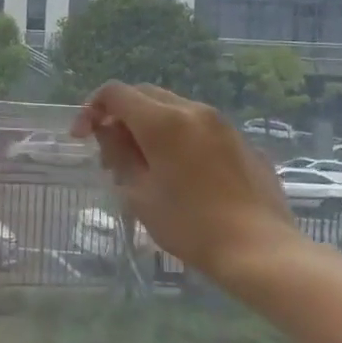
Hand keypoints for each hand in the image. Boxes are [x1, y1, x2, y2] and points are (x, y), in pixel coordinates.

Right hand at [71, 82, 309, 286]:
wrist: (259, 249)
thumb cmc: (190, 225)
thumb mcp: (139, 193)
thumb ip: (119, 153)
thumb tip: (108, 130)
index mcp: (163, 121)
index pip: (115, 93)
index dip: (91, 109)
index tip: (82, 138)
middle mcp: (193, 111)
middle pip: (144, 95)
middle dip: (120, 117)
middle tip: (110, 155)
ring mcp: (222, 124)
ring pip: (173, 110)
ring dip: (148, 127)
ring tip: (144, 167)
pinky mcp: (241, 142)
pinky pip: (198, 127)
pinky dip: (177, 138)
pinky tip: (180, 175)